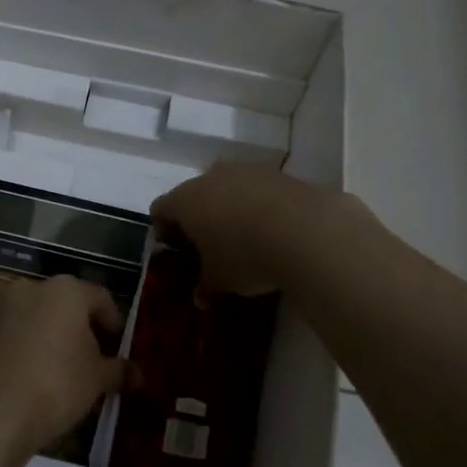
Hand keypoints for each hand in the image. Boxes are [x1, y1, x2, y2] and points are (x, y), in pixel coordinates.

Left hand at [0, 274, 123, 460]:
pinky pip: (16, 330)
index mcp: (66, 289)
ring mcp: (3, 306)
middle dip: (82, 328)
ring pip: (39, 315)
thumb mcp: (97, 379)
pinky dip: (28, 344)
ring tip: (63, 368)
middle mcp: (33, 287)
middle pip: (67, 303)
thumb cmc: (56, 385)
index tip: (117, 348)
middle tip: (93, 359)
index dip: (113, 324)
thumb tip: (139, 374)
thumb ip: (118, 370)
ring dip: (53, 335)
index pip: (100, 298)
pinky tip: (35, 373)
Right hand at [151, 163, 367, 296]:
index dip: (162, 228)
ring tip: (244, 236)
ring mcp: (247, 170)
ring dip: (230, 207)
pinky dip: (259, 205)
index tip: (173, 249)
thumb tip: (200, 296)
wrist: (306, 231)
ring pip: (228, 187)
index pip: (160, 208)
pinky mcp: (279, 173)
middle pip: (194, 193)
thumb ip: (205, 285)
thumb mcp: (220, 279)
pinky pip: (259, 189)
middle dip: (198, 216)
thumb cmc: (246, 256)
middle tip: (208, 244)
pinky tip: (272, 229)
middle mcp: (211, 176)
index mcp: (186, 199)